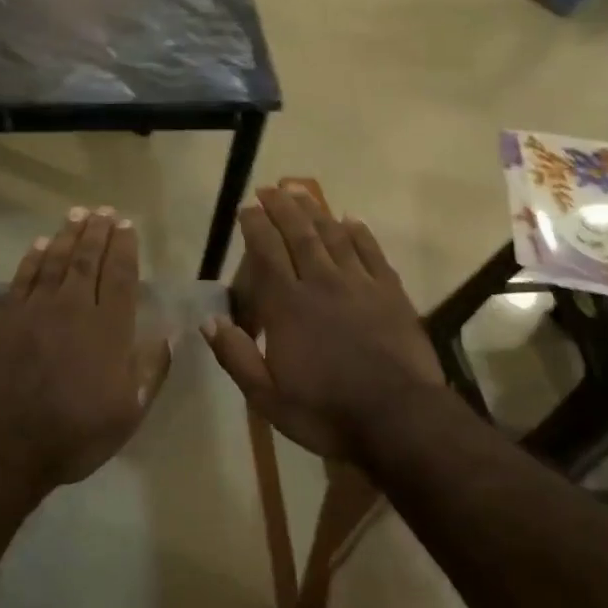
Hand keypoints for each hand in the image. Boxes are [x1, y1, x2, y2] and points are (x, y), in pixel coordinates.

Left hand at [0, 207, 170, 487]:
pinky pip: (22, 278)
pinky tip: (38, 245)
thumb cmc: (75, 432)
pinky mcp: (4, 319)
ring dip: (66, 235)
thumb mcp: (129, 411)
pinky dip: (32, 259)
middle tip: (103, 210)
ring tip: (76, 214)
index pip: (120, 276)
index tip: (127, 225)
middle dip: (97, 233)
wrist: (4, 444)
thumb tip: (170, 334)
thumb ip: (151, 369)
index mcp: (108, 328)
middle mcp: (73, 307)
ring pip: (54, 261)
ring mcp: (34, 310)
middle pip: (87, 260)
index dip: (124, 248)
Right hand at [203, 185, 442, 460]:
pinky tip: (351, 219)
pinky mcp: (390, 292)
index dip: (255, 225)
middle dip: (282, 207)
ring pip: (333, 236)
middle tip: (270, 188)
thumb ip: (236, 356)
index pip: (266, 252)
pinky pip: (371, 252)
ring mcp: (359, 284)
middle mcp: (321, 282)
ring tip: (301, 192)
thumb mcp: (267, 397)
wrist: (399, 419)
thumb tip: (209, 320)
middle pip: (298, 234)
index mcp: (287, 305)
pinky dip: (359, 233)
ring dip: (315, 211)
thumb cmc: (326, 411)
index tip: (246, 207)